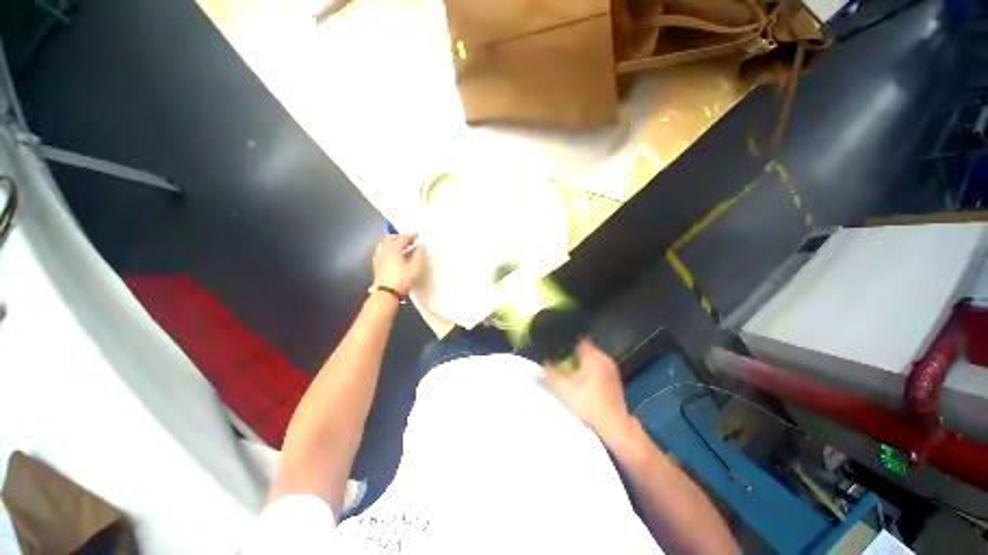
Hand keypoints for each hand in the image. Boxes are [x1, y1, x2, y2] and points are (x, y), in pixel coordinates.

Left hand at [372, 233, 426, 295]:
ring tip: (402, 247)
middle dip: (400, 237)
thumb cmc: (403, 279)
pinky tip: (394, 255)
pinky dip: (389, 248)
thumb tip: (422, 245)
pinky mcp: (377, 263)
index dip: (411, 235)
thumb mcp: (416, 267)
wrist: (386, 293)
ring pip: (385, 243)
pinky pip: (382, 250)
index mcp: (394, 249)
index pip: (403, 237)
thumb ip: (420, 254)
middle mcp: (385, 250)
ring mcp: (379, 256)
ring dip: (393, 242)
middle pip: (391, 237)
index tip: (418, 235)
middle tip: (409, 240)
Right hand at [544, 340, 633, 440]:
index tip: (558, 349)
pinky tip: (583, 383)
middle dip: (573, 355)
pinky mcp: (614, 380)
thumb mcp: (563, 388)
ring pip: (592, 360)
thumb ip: (550, 373)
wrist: (613, 425)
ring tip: (570, 372)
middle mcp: (604, 358)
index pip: (578, 340)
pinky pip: (598, 369)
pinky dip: (590, 372)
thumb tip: (544, 363)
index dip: (567, 343)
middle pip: (585, 350)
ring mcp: (611, 369)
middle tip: (560, 362)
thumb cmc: (587, 404)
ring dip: (582, 364)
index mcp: (593, 356)